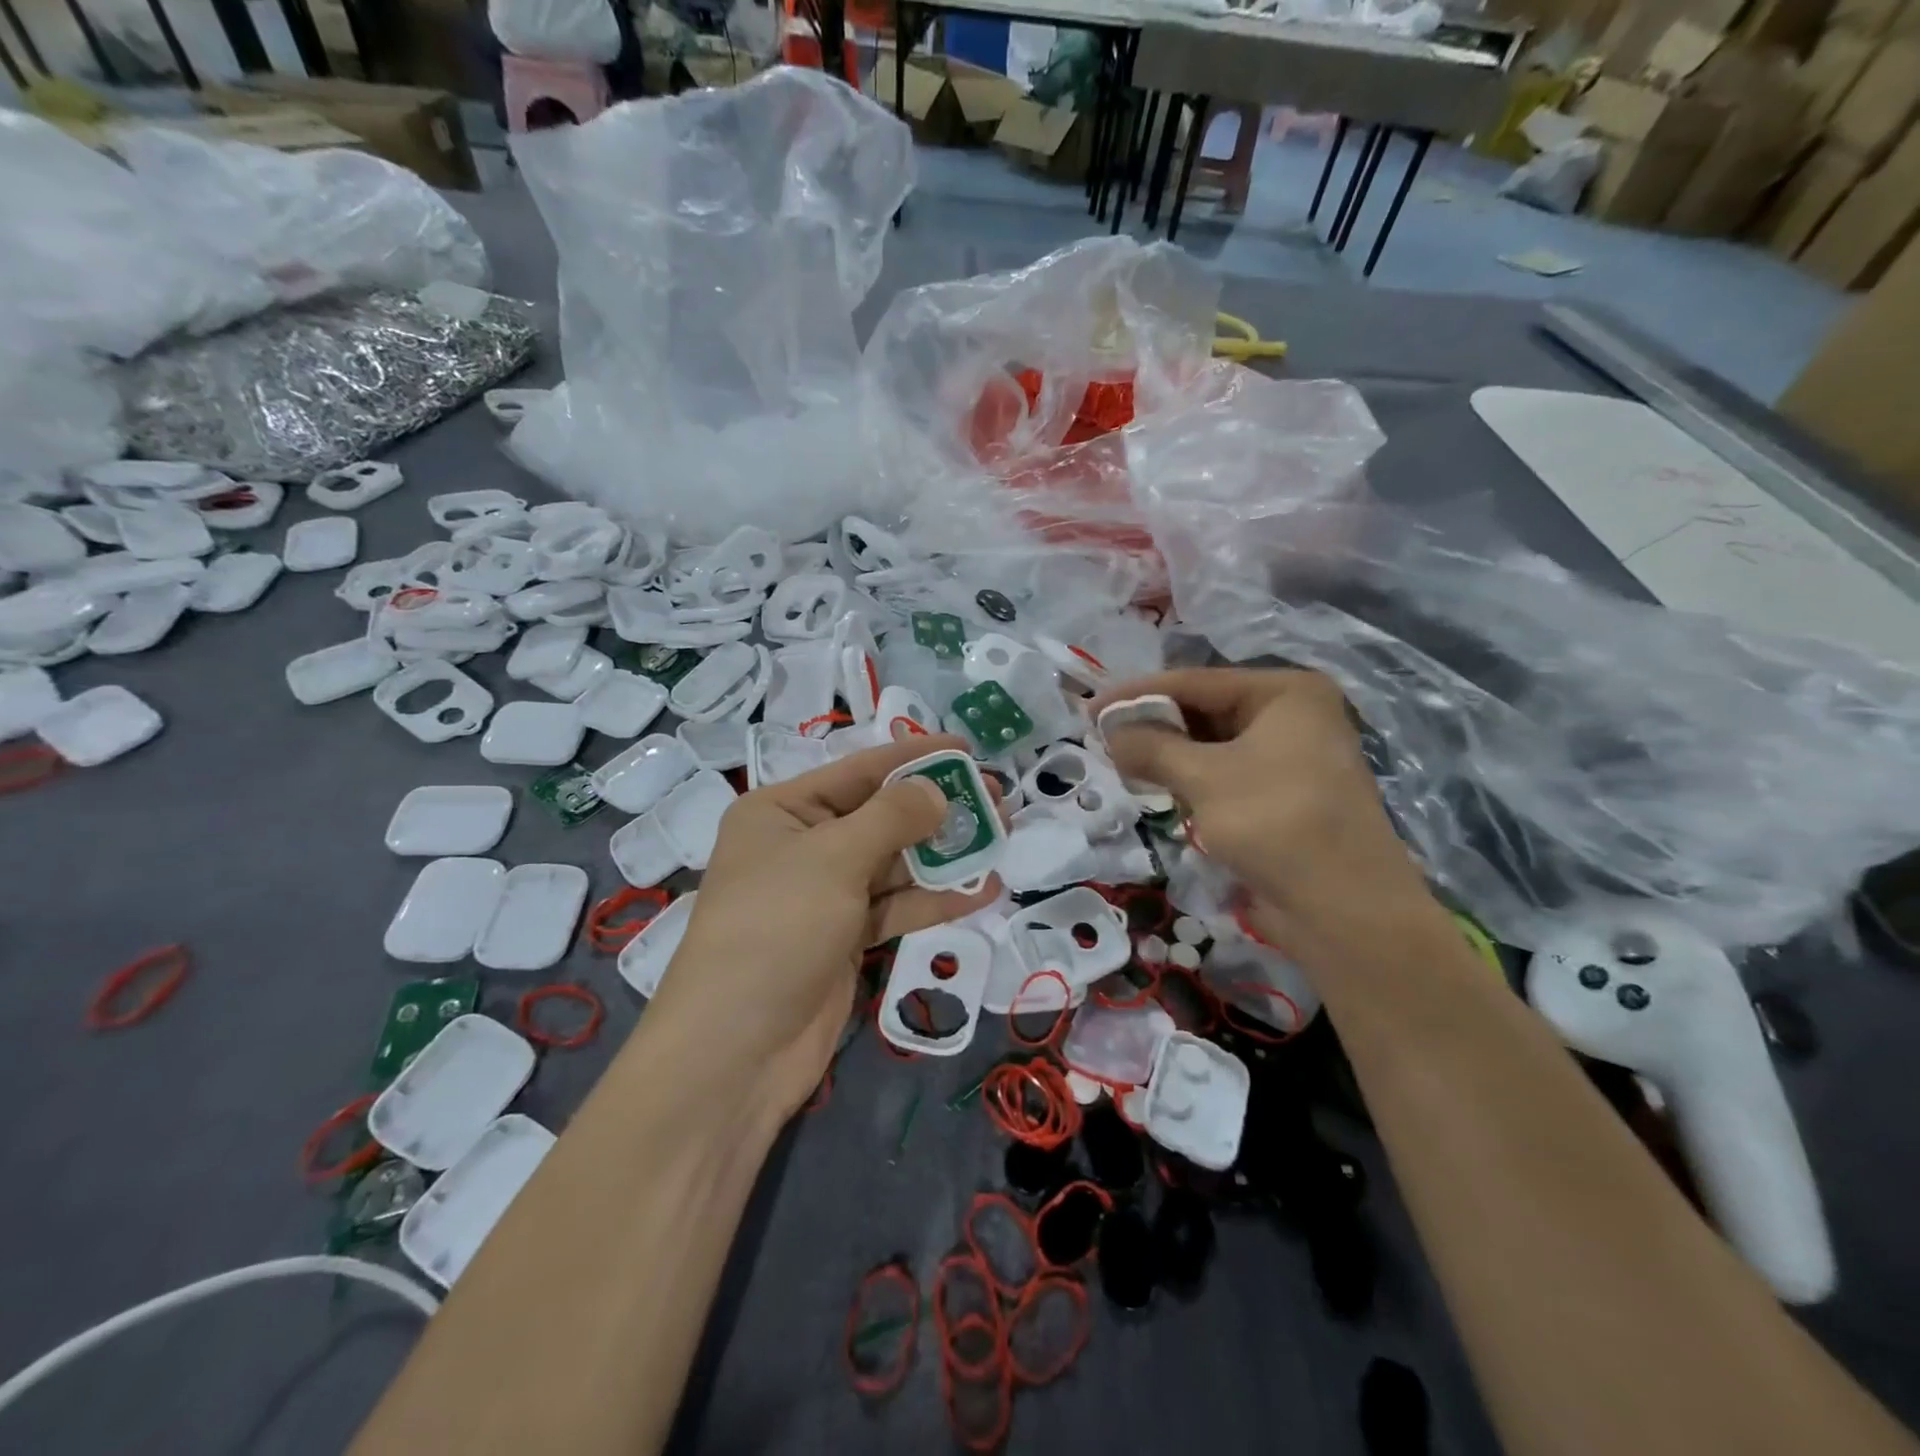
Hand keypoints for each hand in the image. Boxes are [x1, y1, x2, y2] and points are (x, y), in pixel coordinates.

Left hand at [648, 735, 1001, 1120]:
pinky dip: (935, 899)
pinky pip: (896, 906)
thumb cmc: (777, 929)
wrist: (737, 1051)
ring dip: (944, 854)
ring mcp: (825, 895)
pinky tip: (982, 891)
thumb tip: (936, 790)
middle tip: (996, 797)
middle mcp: (802, 846)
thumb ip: (892, 818)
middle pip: (880, 815)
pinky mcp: (845, 937)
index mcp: (782, 811)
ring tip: (1001, 837)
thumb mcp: (833, 859)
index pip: (858, 771)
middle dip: (937, 807)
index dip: (914, 758)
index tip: (967, 749)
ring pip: (894, 863)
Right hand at [1091, 668, 1428, 959]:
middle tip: (1101, 737)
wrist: (1345, 910)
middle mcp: (1293, 716)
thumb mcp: (1204, 778)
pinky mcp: (1283, 796)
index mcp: (1286, 693)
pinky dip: (1191, 779)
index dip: (1138, 694)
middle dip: (1154, 725)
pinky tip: (1157, 786)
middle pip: (1205, 710)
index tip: (1090, 708)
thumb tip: (1107, 730)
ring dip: (1169, 754)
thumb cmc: (1276, 822)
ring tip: (1120, 761)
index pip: (1196, 682)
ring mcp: (1290, 758)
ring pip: (1213, 745)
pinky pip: (1225, 774)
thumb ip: (1151, 747)